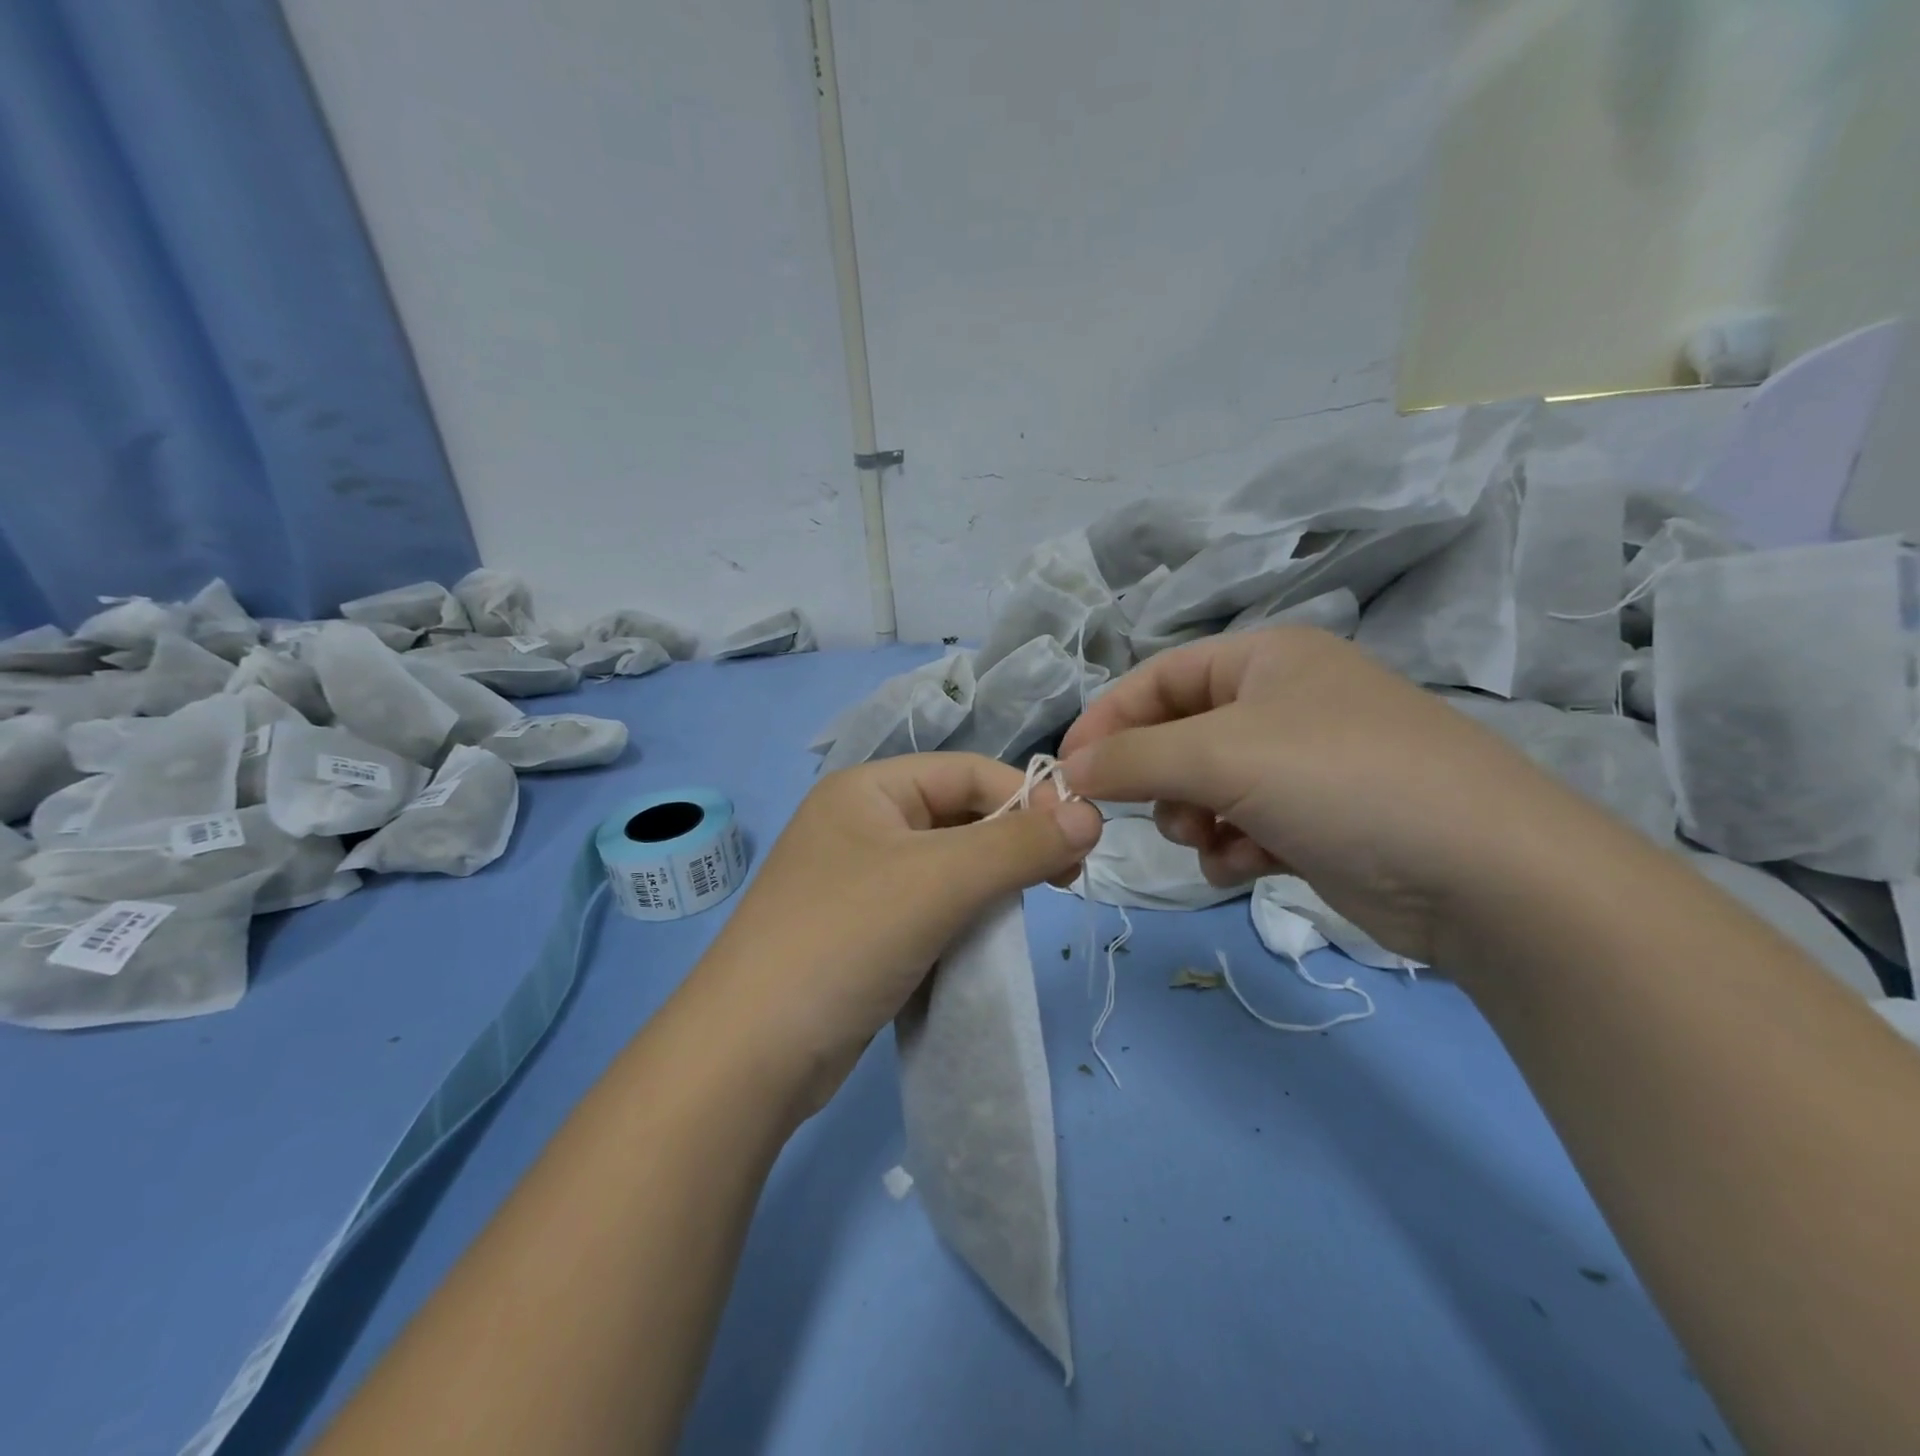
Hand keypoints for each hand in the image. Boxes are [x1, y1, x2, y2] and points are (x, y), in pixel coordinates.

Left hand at [691, 752, 1103, 1113]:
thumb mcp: (939, 881)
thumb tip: (1091, 815)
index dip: (1028, 797)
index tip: (1080, 841)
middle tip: (1064, 878)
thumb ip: (1019, 845)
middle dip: (1013, 842)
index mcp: (868, 789)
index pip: (968, 772)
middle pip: (959, 816)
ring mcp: (858, 880)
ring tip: (1027, 907)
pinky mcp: (862, 931)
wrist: (749, 1055)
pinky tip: (985, 939)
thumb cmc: (845, 939)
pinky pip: (929, 907)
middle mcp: (861, 824)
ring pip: (948, 865)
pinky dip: (964, 916)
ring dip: (991, 882)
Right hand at [1059, 627, 1593, 966]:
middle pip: (1179, 735)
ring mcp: (1304, 764)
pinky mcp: (1319, 821)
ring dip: (1195, 819)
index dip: (1106, 719)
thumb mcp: (1221, 754)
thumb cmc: (1340, 781)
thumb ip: (1131, 758)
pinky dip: (1233, 848)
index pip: (1156, 677)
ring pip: (1206, 788)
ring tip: (1215, 840)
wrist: (1484, 875)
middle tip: (1159, 813)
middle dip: (1159, 780)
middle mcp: (1283, 702)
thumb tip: (1068, 770)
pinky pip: (1242, 825)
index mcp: (1265, 658)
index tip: (1067, 769)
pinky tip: (1251, 866)